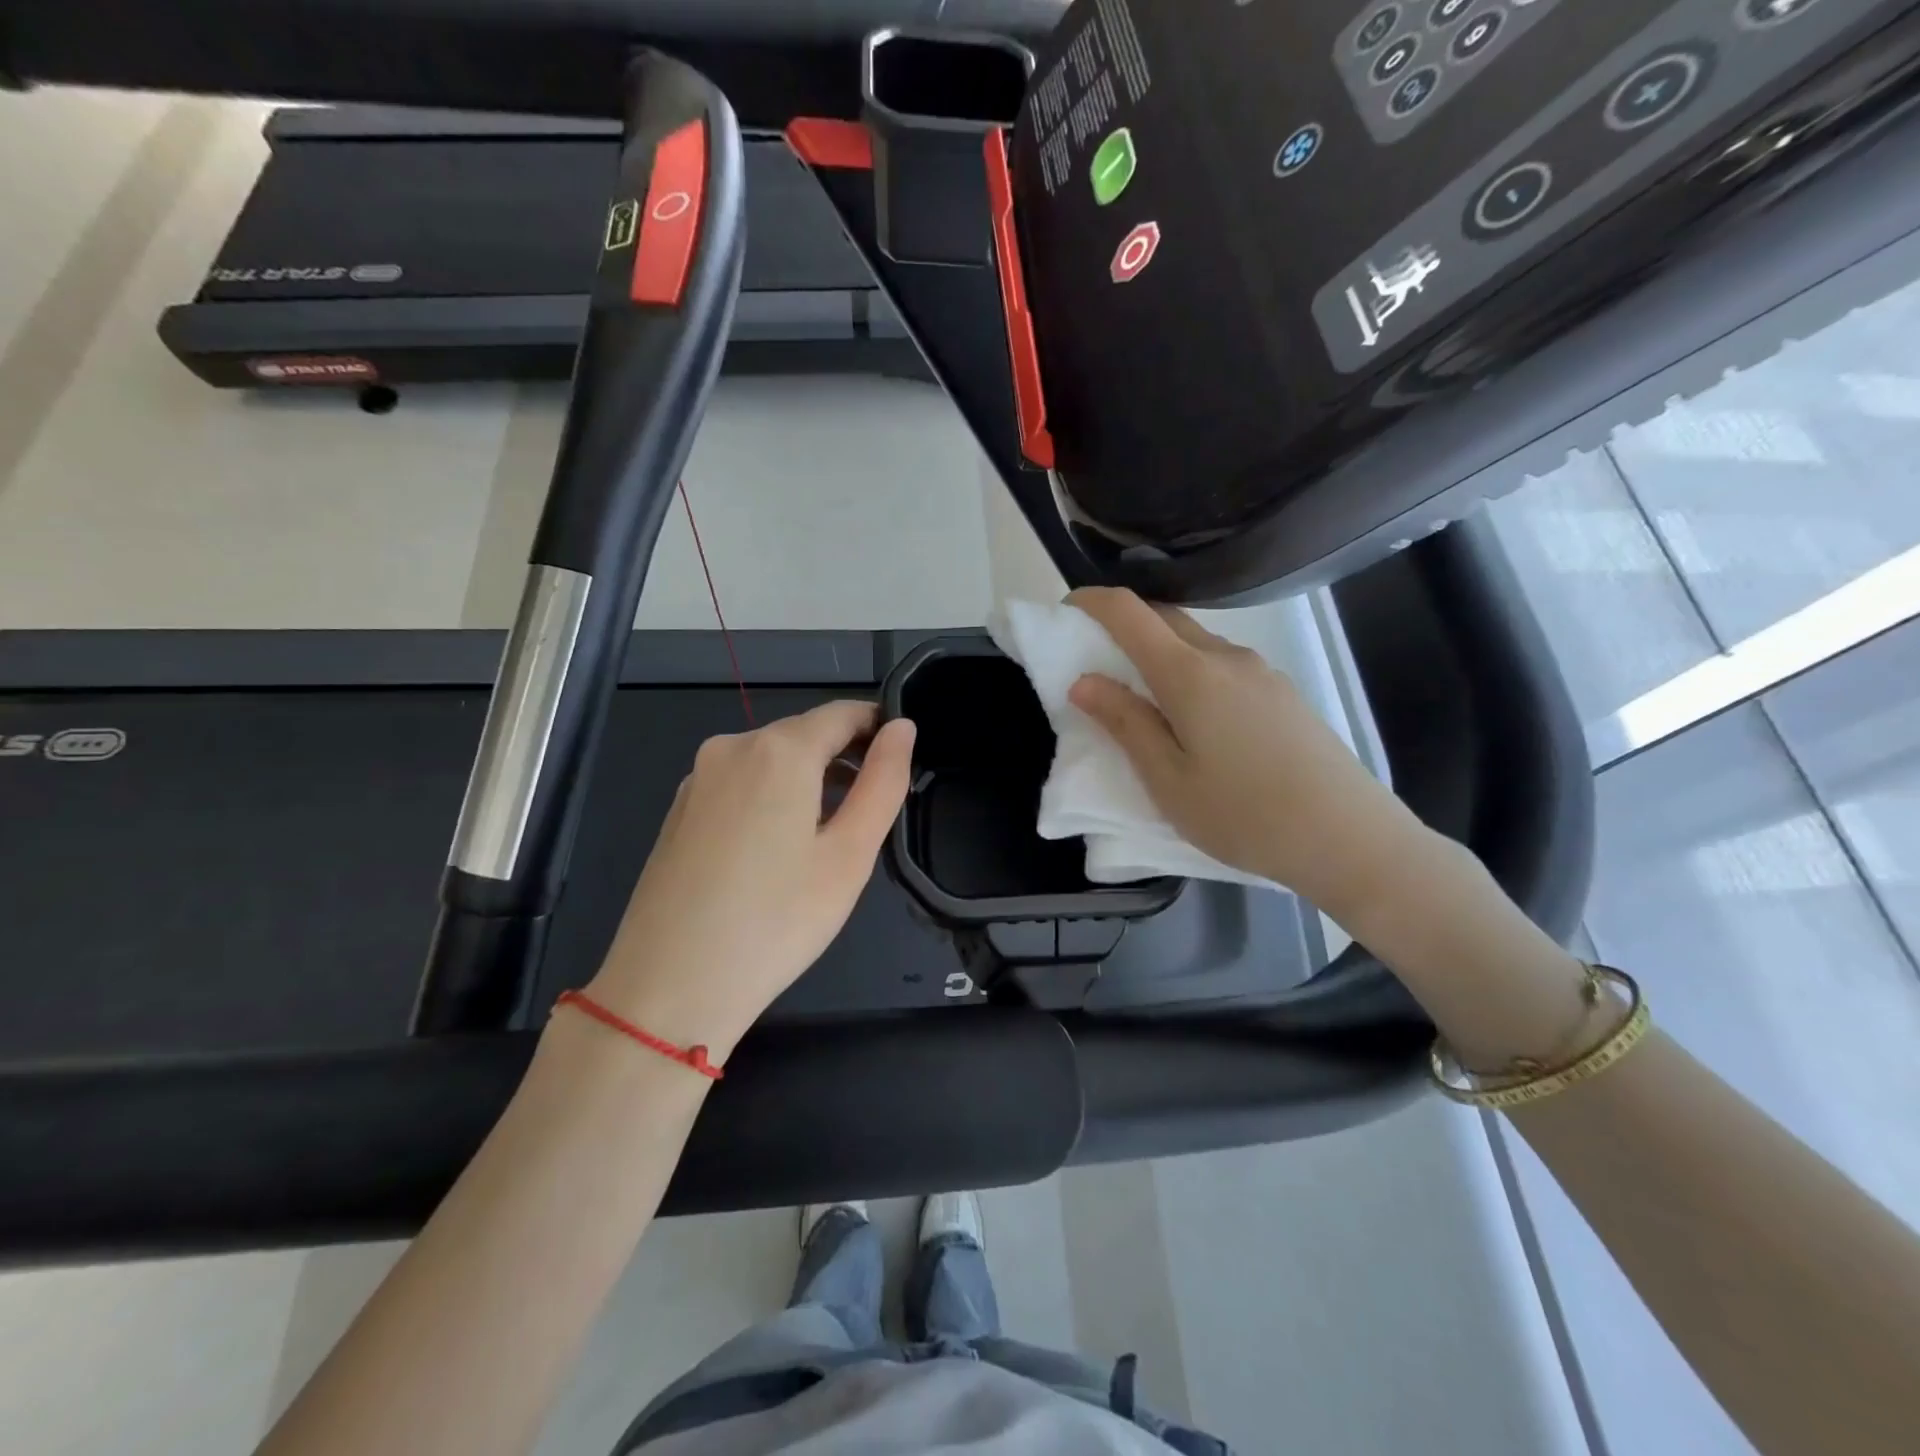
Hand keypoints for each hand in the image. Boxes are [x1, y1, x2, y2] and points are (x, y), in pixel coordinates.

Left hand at [588, 702, 914, 1061]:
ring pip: (771, 760)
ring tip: (831, 835)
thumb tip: (902, 728)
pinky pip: (740, 783)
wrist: (669, 987)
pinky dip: (771, 797)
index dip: (879, 728)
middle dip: (844, 758)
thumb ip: (883, 782)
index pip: (843, 714)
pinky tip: (777, 849)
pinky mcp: (680, 809)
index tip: (902, 760)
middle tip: (872, 811)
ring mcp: (698, 778)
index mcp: (779, 750)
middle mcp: (732, 747)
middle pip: (805, 734)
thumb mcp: (849, 855)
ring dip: (809, 779)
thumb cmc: (776, 922)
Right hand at [1065, 587, 1425, 919]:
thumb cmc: (1244, 815)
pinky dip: (1189, 670)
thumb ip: (1125, 723)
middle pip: (1164, 618)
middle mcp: (1226, 658)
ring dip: (1158, 650)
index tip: (1063, 615)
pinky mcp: (1282, 693)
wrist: (1349, 838)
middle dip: (1121, 624)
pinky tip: (1192, 718)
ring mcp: (1261, 672)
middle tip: (1094, 660)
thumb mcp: (1168, 780)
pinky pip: (1222, 664)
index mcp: (1190, 674)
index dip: (1090, 602)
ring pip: (1195, 642)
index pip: (1129, 612)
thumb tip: (1083, 681)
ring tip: (1141, 697)